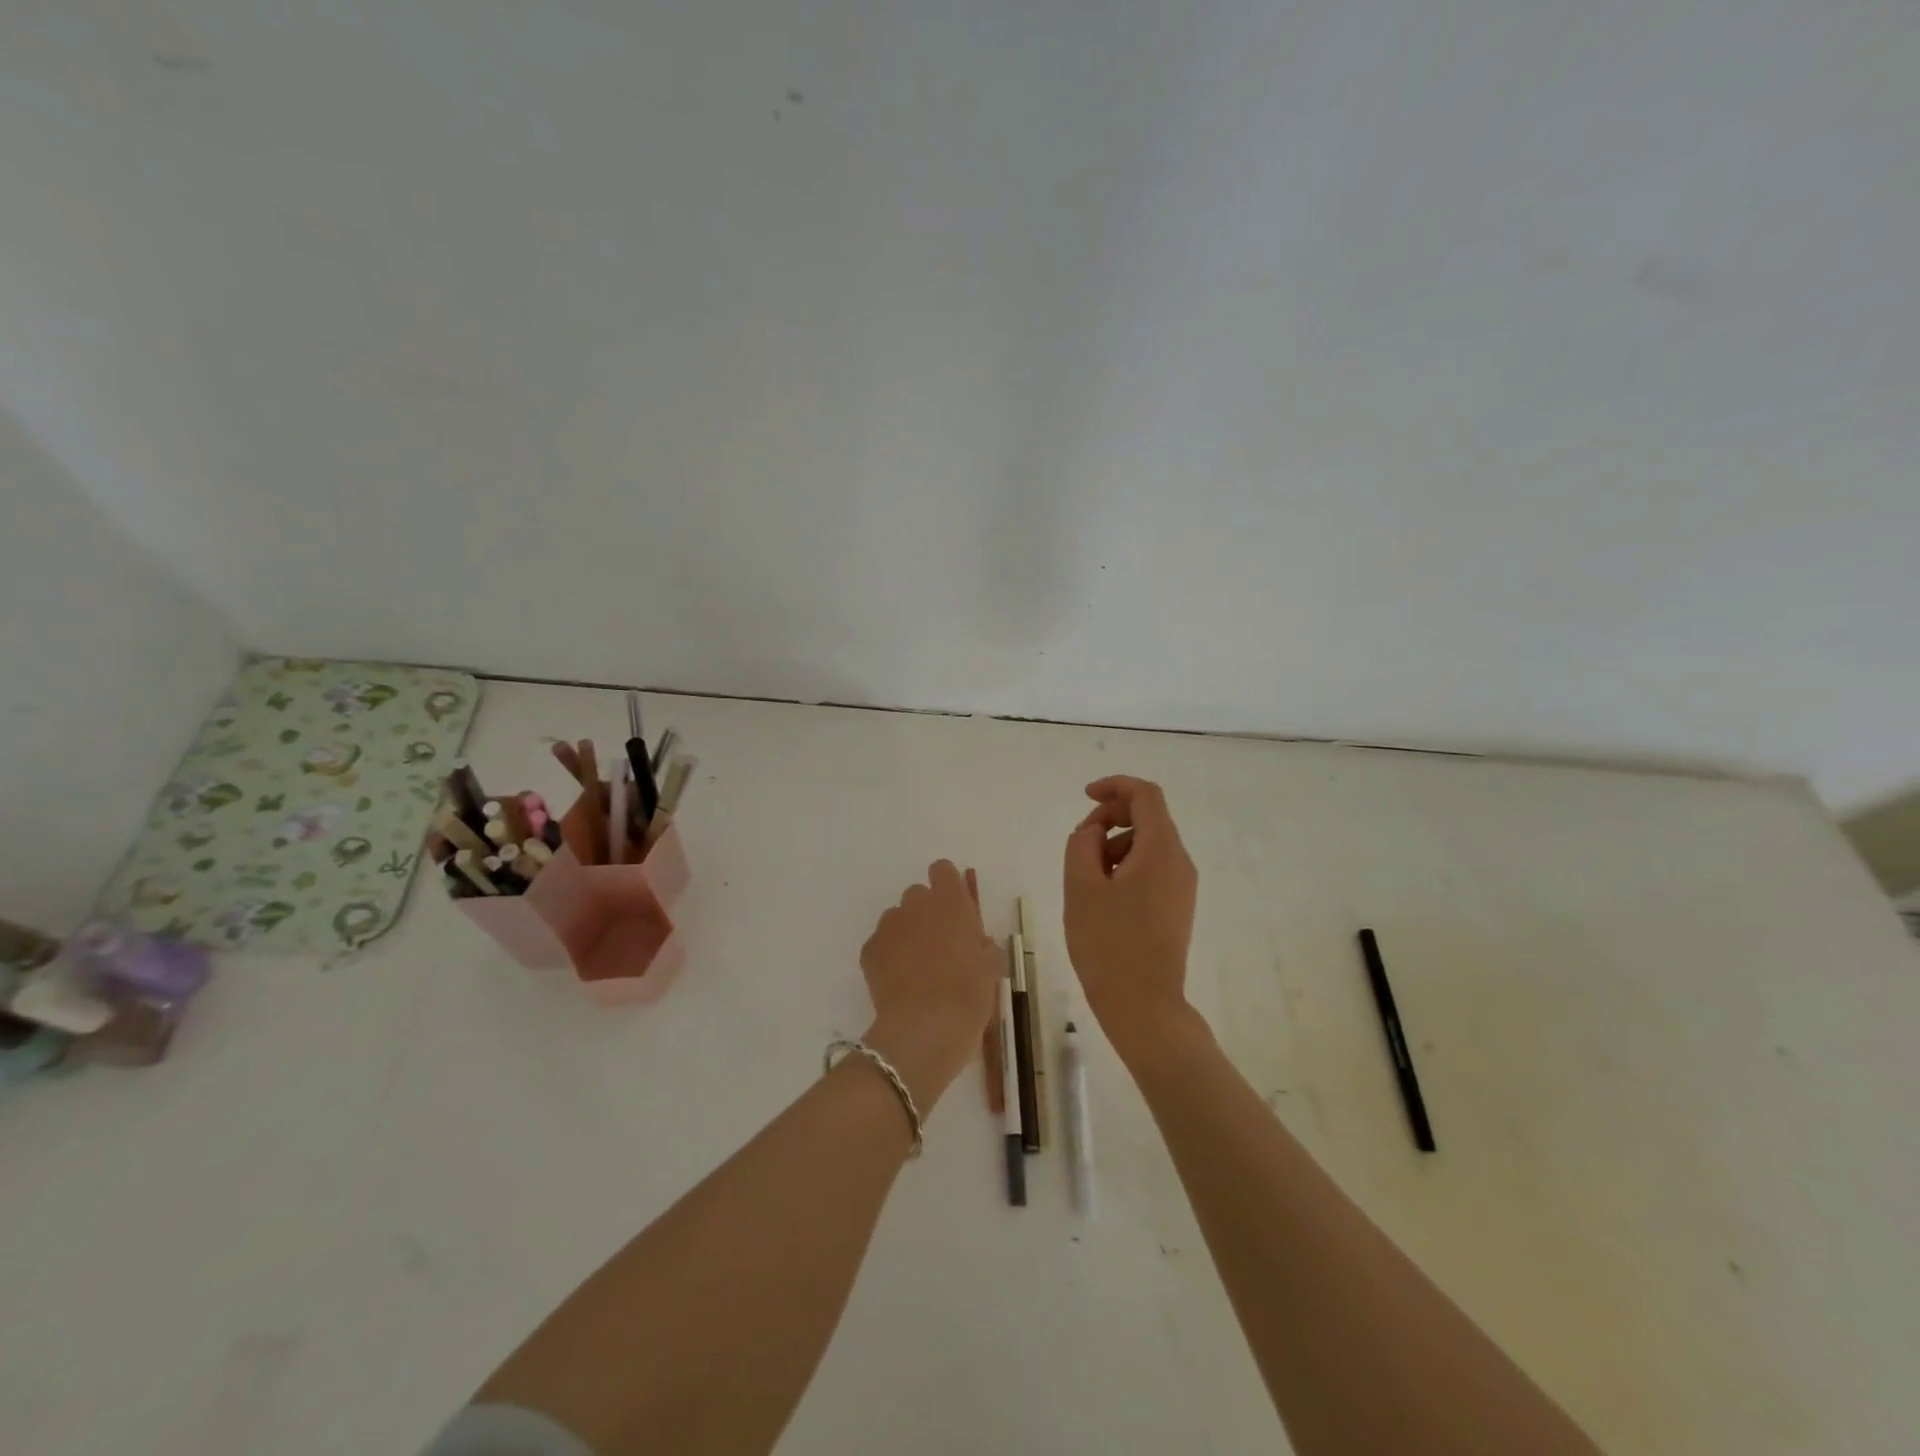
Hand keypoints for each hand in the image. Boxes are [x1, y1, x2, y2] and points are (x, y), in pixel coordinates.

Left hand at [858, 862, 1001, 1109]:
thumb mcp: (991, 968)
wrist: (926, 1028)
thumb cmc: (969, 995)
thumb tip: (976, 943)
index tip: (955, 911)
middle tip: (939, 946)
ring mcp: (889, 925)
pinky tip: (899, 983)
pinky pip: (881, 944)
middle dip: (927, 913)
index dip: (948, 887)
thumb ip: (983, 946)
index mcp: (951, 901)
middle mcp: (917, 904)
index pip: (942, 870)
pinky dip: (888, 957)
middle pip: (918, 895)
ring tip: (917, 969)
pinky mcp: (869, 949)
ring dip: (907, 934)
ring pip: (897, 919)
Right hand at [1062, 776, 1197, 1052]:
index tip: (1085, 797)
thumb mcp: (1081, 886)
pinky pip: (1152, 868)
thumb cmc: (1107, 943)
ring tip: (1087, 879)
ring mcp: (1182, 886)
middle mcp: (1180, 862)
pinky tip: (1103, 897)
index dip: (1115, 786)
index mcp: (1161, 850)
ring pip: (1148, 845)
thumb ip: (1082, 843)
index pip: (1146, 795)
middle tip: (1080, 843)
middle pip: (1149, 817)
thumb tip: (1095, 831)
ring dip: (1115, 846)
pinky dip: (1126, 866)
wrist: (1143, 1005)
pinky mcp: (1177, 907)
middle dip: (1111, 818)